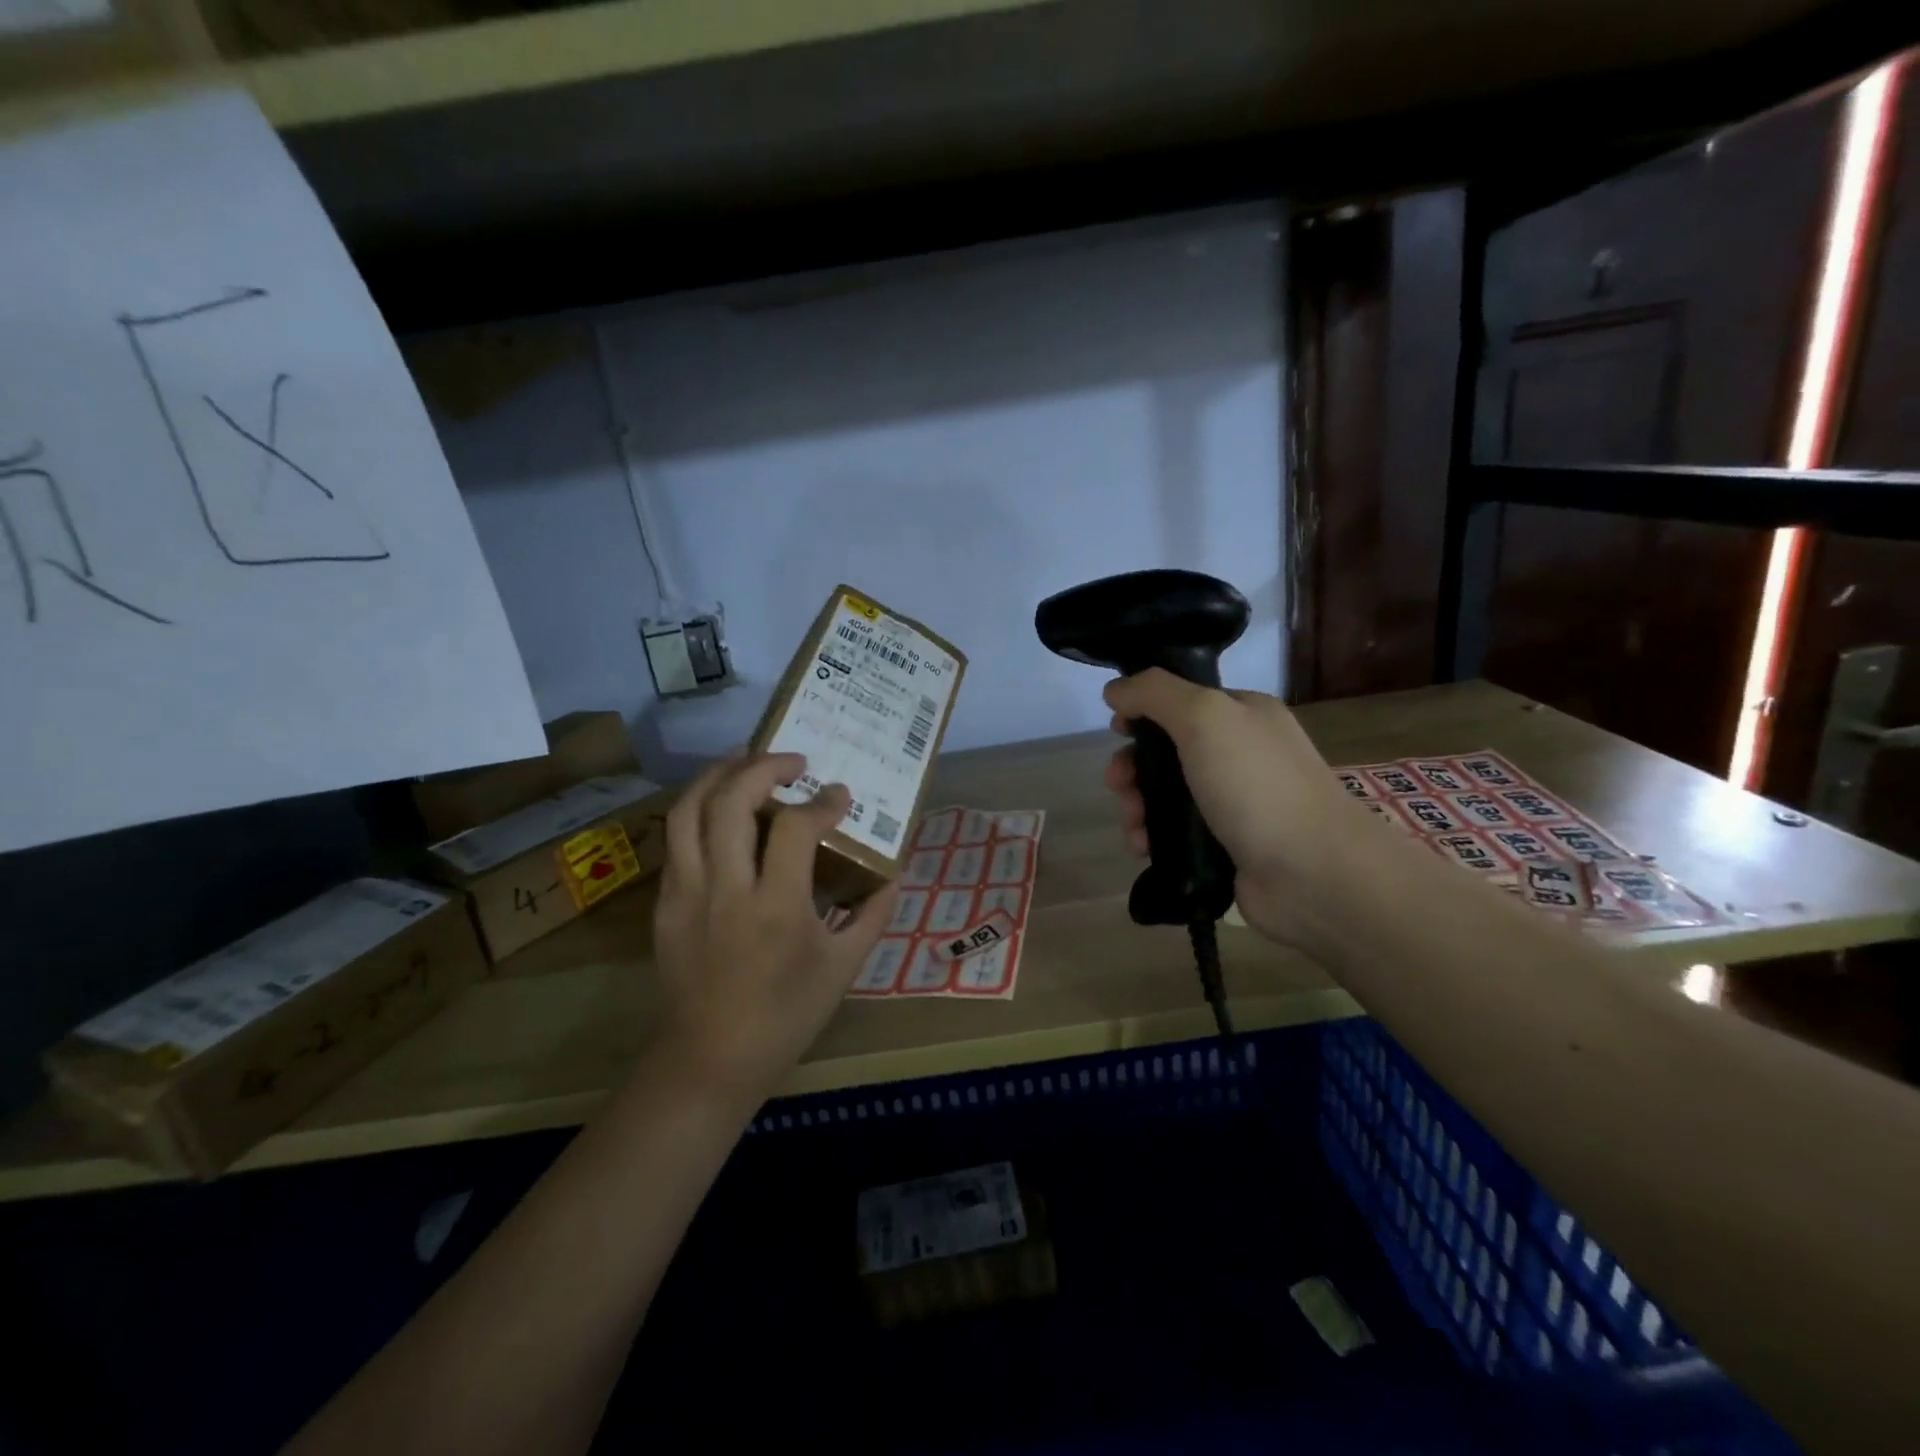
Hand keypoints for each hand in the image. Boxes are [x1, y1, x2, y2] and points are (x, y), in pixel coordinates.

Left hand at [651, 751, 896, 1106]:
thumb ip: (874, 914)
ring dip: (719, 774)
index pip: (796, 827)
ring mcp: (688, 894)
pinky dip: (699, 809)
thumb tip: (894, 873)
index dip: (823, 802)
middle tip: (792, 761)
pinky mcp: (665, 903)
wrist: (710, 1060)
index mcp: (777, 908)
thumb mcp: (844, 968)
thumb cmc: (786, 1016)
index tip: (840, 795)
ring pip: (689, 810)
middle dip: (763, 767)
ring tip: (746, 760)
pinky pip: (676, 839)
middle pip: (731, 801)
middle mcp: (727, 889)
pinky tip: (720, 806)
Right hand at [1102, 669, 1376, 949]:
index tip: (1118, 731)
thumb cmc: (1257, 785)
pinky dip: (1153, 837)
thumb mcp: (1204, 717)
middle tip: (1118, 785)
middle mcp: (1240, 754)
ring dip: (1137, 806)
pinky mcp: (1226, 846)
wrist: (1312, 873)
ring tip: (1133, 826)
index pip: (1181, 701)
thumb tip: (1115, 689)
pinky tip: (1143, 848)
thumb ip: (1154, 693)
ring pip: (1167, 795)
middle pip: (1167, 751)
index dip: (1143, 712)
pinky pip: (1176, 833)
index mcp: (1243, 715)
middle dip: (1134, 767)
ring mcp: (1234, 803)